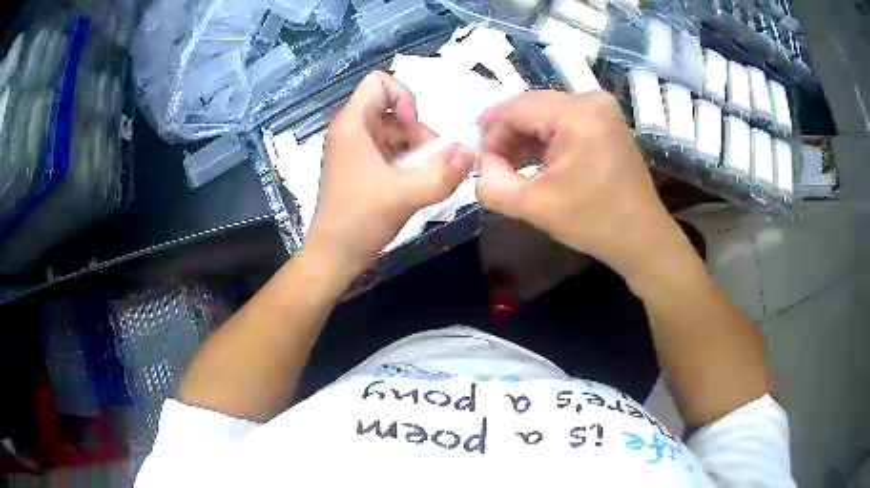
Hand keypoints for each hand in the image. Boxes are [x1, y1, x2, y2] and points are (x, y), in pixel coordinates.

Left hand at [305, 72, 474, 274]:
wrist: (333, 256)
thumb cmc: (359, 221)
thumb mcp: (405, 196)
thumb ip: (442, 173)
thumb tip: (471, 150)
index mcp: (351, 124)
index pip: (379, 82)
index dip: (404, 97)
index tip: (412, 129)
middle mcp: (350, 129)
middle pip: (392, 108)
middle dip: (415, 131)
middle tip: (424, 163)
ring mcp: (353, 148)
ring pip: (393, 130)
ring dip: (414, 149)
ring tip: (418, 178)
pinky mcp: (358, 165)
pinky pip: (388, 148)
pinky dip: (405, 160)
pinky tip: (410, 184)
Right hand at [476, 90, 686, 278]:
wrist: (641, 238)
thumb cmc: (593, 222)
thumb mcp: (533, 206)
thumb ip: (491, 183)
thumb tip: (481, 163)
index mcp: (577, 114)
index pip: (516, 108)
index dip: (490, 130)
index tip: (476, 157)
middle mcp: (591, 100)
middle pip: (532, 106)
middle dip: (507, 133)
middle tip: (490, 162)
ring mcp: (602, 109)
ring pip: (547, 113)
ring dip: (525, 137)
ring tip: (508, 165)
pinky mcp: (607, 122)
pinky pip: (565, 121)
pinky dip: (546, 139)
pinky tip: (533, 161)